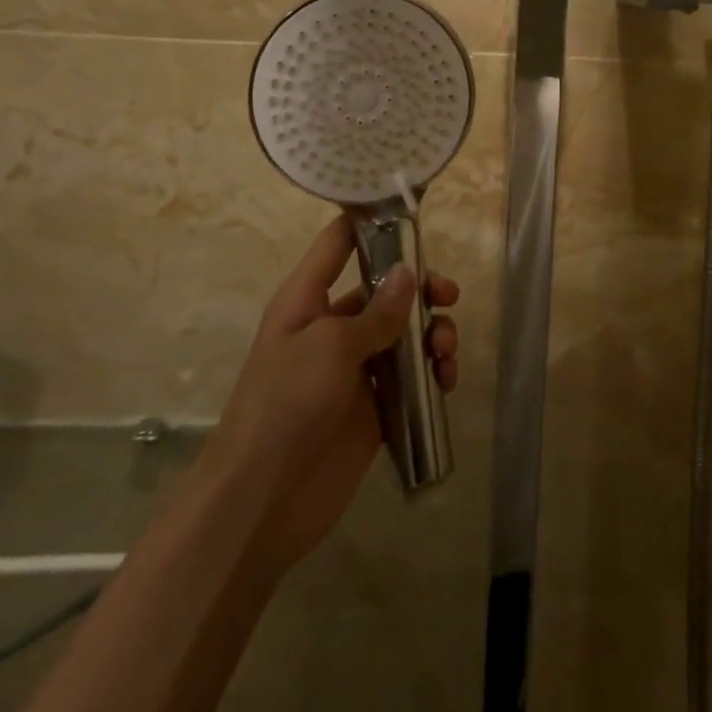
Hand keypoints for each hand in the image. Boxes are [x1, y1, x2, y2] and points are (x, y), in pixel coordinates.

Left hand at [207, 216, 459, 577]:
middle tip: (448, 296)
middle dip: (420, 288)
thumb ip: (377, 312)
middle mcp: (332, 327)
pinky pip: (412, 377)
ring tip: (445, 351)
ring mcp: (355, 368)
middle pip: (385, 288)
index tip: (411, 212)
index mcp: (307, 300)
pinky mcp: (375, 406)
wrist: (263, 499)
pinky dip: (433, 373)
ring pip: (405, 332)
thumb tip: (408, 274)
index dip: (370, 222)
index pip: (338, 243)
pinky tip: (446, 380)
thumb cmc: (286, 404)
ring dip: (432, 333)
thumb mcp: (331, 347)